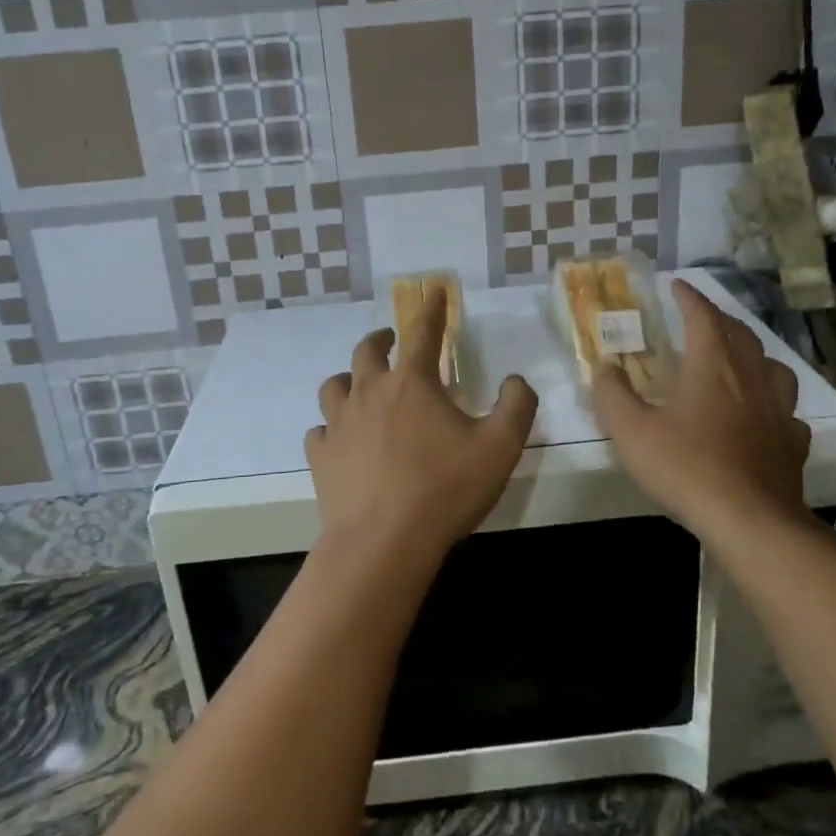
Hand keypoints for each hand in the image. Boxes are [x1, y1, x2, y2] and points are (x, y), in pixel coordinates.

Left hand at [307, 285, 538, 572]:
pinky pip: (319, 431)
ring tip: (358, 384)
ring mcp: (339, 424)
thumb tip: (516, 380)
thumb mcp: (500, 446)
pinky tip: (339, 439)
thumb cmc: (446, 489)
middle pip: (367, 351)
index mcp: (412, 382)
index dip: (431, 310)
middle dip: (381, 339)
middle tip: (390, 339)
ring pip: (334, 385)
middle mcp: (370, 392)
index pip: (422, 332)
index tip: (433, 294)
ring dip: (348, 378)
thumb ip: (516, 406)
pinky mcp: (320, 457)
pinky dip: (330, 427)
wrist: (384, 542)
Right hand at [593, 279, 812, 543]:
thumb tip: (605, 367)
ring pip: (774, 368)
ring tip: (741, 362)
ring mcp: (778, 411)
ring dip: (755, 356)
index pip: (703, 317)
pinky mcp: (793, 444)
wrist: (750, 521)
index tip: (678, 285)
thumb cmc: (686, 468)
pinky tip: (764, 418)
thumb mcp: (631, 431)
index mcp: (712, 367)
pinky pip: (788, 412)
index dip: (690, 298)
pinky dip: (773, 405)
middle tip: (704, 319)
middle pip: (741, 336)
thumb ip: (612, 395)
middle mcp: (750, 379)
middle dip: (721, 320)